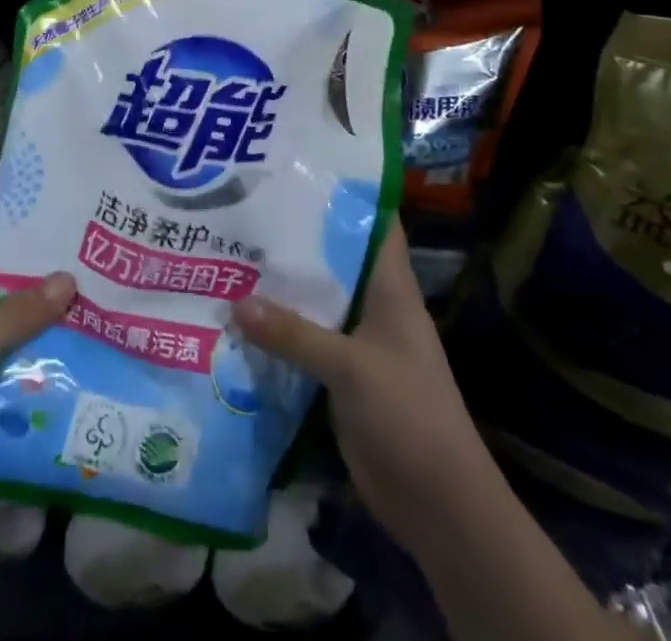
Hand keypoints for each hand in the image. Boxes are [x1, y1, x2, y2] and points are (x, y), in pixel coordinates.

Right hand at [232, 223, 492, 560]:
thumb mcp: (351, 367)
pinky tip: (238, 317)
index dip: (345, 191)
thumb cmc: (408, 414)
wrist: (439, 504)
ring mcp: (358, 341)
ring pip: (316, 299)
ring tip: (231, 250)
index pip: (374, 222)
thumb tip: (236, 301)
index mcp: (390, 287)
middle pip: (335, 257)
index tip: (301, 166)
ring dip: (282, 284)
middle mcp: (374, 304)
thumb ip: (294, 334)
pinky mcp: (342, 376)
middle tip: (247, 205)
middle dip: (296, 235)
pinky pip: (306, 340)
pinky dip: (279, 329)